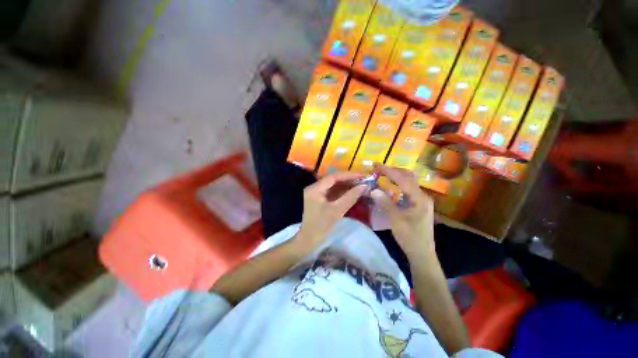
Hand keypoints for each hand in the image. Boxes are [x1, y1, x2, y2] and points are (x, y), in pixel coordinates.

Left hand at [294, 171, 367, 251]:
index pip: (334, 177)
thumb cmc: (320, 227)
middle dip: (349, 179)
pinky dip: (343, 191)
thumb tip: (364, 186)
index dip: (349, 175)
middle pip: (334, 179)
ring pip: (334, 185)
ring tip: (361, 185)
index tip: (363, 176)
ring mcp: (317, 193)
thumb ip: (350, 197)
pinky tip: (352, 191)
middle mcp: (315, 187)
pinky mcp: (320, 199)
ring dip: (347, 185)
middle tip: (364, 180)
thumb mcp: (337, 211)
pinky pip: (333, 192)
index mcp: (315, 189)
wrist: (308, 241)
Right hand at [371, 164, 434, 262]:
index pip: (403, 179)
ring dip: (395, 176)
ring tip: (382, 174)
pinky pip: (407, 190)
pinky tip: (389, 187)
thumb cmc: (410, 238)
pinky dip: (397, 185)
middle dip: (392, 171)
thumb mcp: (396, 220)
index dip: (389, 171)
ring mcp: (421, 200)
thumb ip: (385, 203)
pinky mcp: (418, 204)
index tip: (376, 166)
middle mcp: (422, 196)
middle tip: (378, 169)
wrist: (422, 254)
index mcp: (419, 198)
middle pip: (408, 177)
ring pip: (408, 182)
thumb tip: (374, 189)